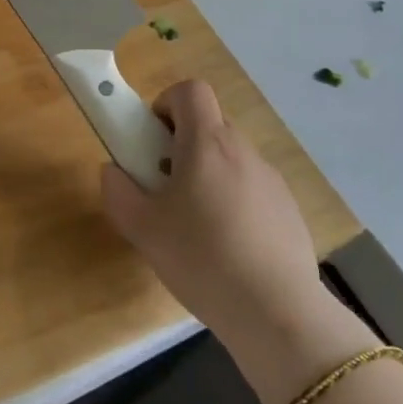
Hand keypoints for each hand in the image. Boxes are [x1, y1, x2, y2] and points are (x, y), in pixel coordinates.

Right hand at [101, 81, 370, 403]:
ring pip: (230, 159)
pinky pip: (252, 188)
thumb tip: (113, 171)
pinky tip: (227, 247)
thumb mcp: (142, 229)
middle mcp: (242, 151)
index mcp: (207, 144)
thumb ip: (118, 192)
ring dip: (207, 174)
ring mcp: (271, 180)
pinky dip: (234, 201)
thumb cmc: (201, 259)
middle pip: (209, 124)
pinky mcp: (289, 209)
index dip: (166, 103)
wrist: (277, 313)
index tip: (153, 140)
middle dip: (181, 144)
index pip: (190, 90)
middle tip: (164, 186)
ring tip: (194, 224)